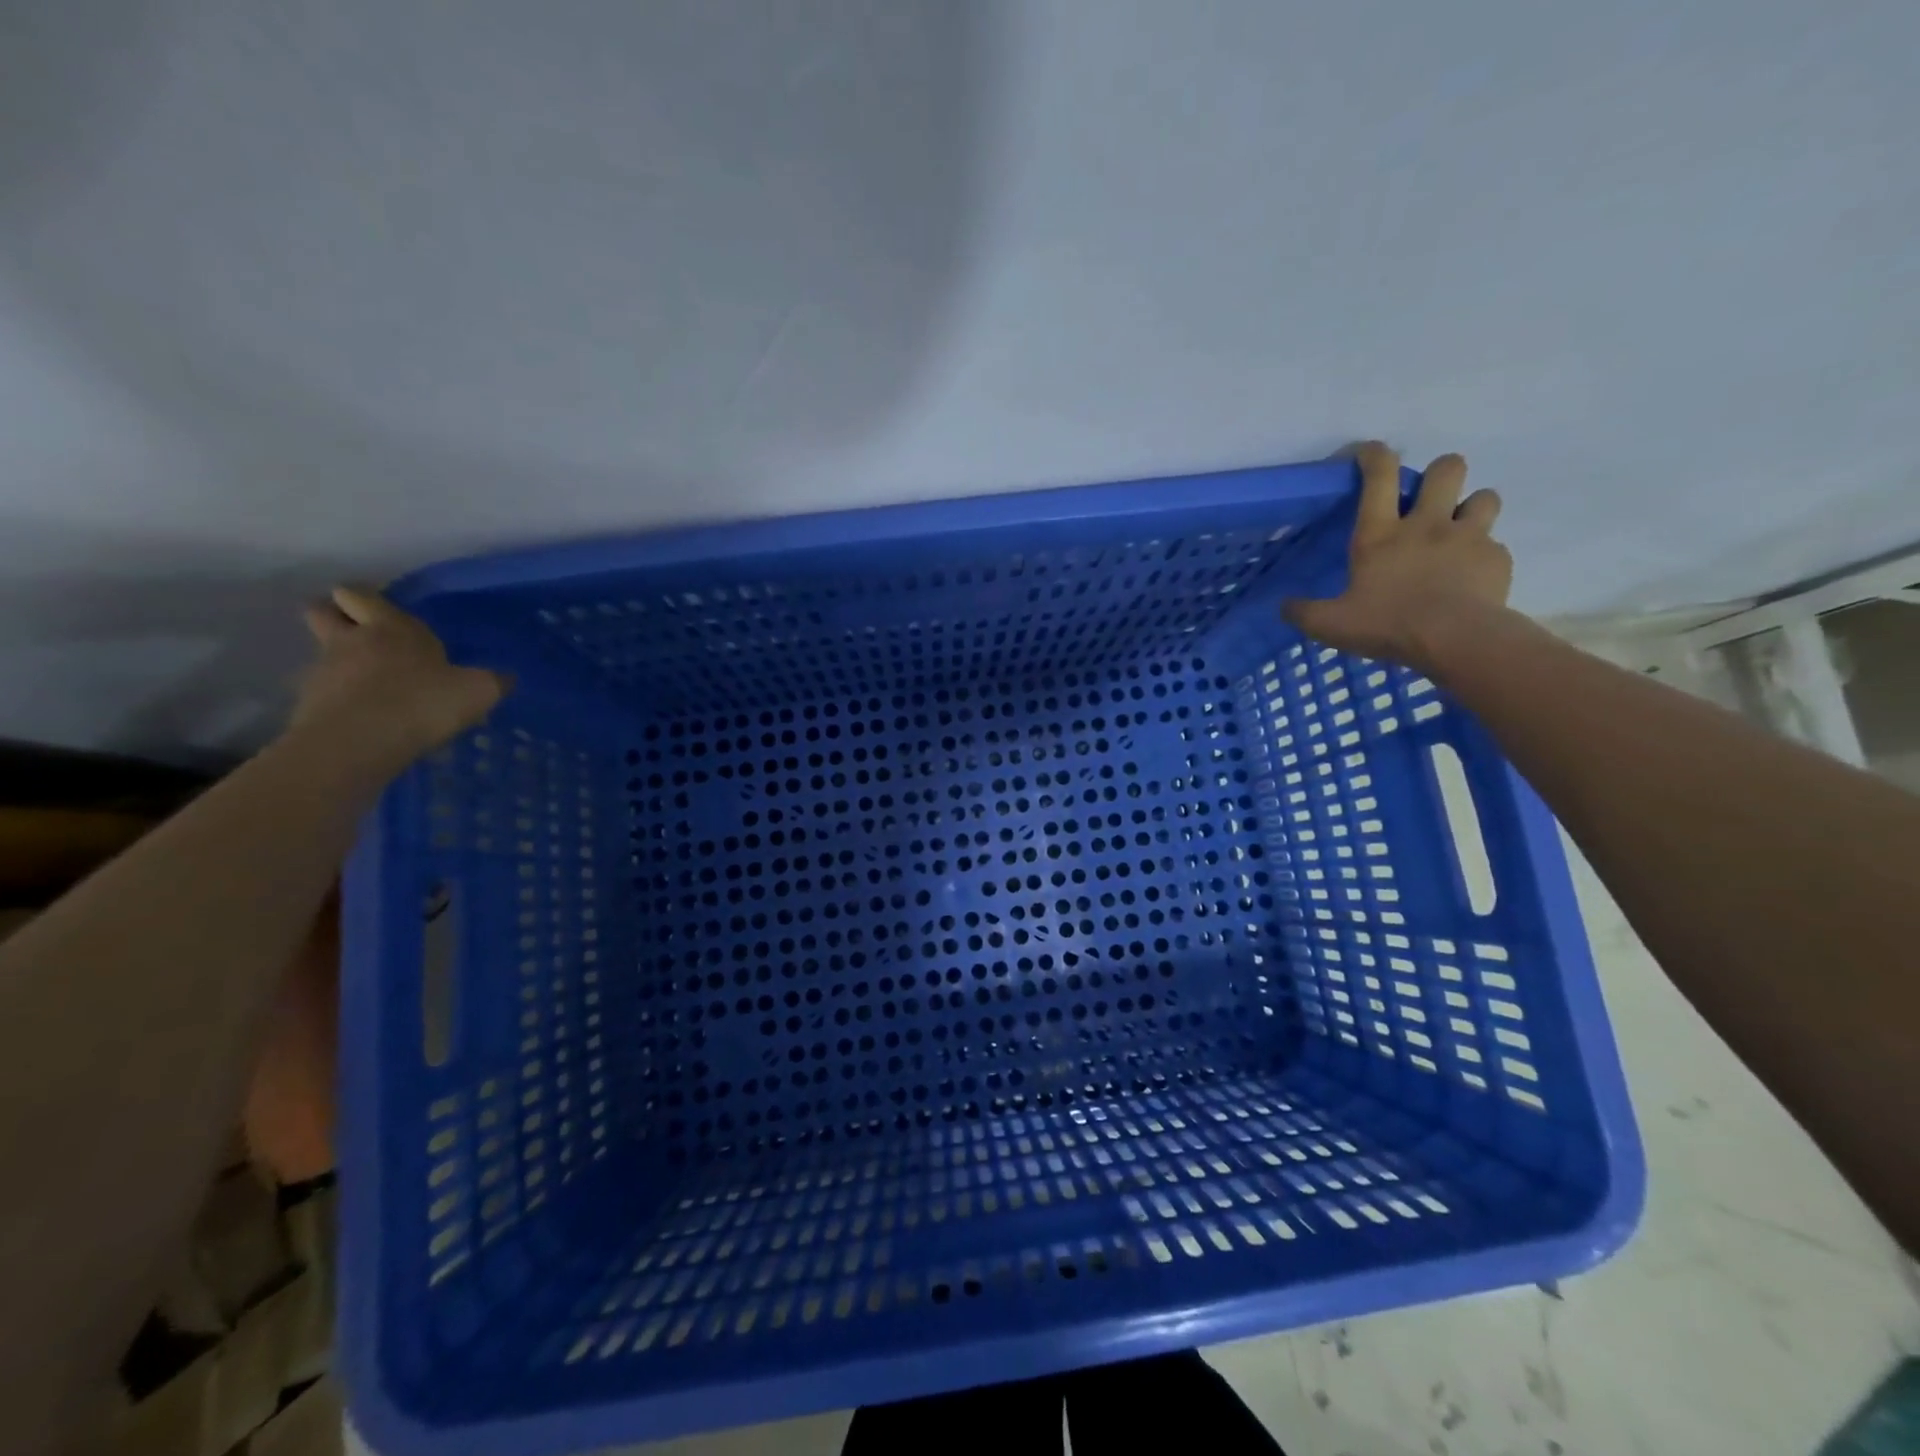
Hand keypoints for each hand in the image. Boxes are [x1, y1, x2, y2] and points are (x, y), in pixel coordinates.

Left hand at [291, 587, 508, 762]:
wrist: (359, 743)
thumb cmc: (422, 702)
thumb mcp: (478, 691)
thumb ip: (493, 681)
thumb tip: (505, 678)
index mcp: (390, 627)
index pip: (359, 593)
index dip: (365, 598)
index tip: (381, 611)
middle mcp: (351, 640)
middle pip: (322, 612)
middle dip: (337, 618)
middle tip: (363, 636)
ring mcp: (323, 671)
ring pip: (324, 654)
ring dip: (342, 664)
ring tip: (372, 688)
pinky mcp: (308, 704)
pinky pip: (324, 692)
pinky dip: (340, 699)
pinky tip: (365, 718)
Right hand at [1284, 443, 1511, 674]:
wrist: (1456, 639)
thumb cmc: (1387, 624)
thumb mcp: (1331, 624)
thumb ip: (1304, 613)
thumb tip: (1284, 607)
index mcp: (1381, 534)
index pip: (1379, 476)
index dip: (1373, 455)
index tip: (1368, 452)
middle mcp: (1427, 524)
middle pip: (1447, 468)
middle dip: (1440, 473)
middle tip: (1430, 497)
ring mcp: (1469, 537)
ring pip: (1484, 497)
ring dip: (1472, 507)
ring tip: (1461, 530)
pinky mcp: (1497, 558)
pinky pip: (1495, 546)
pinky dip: (1483, 556)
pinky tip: (1471, 577)